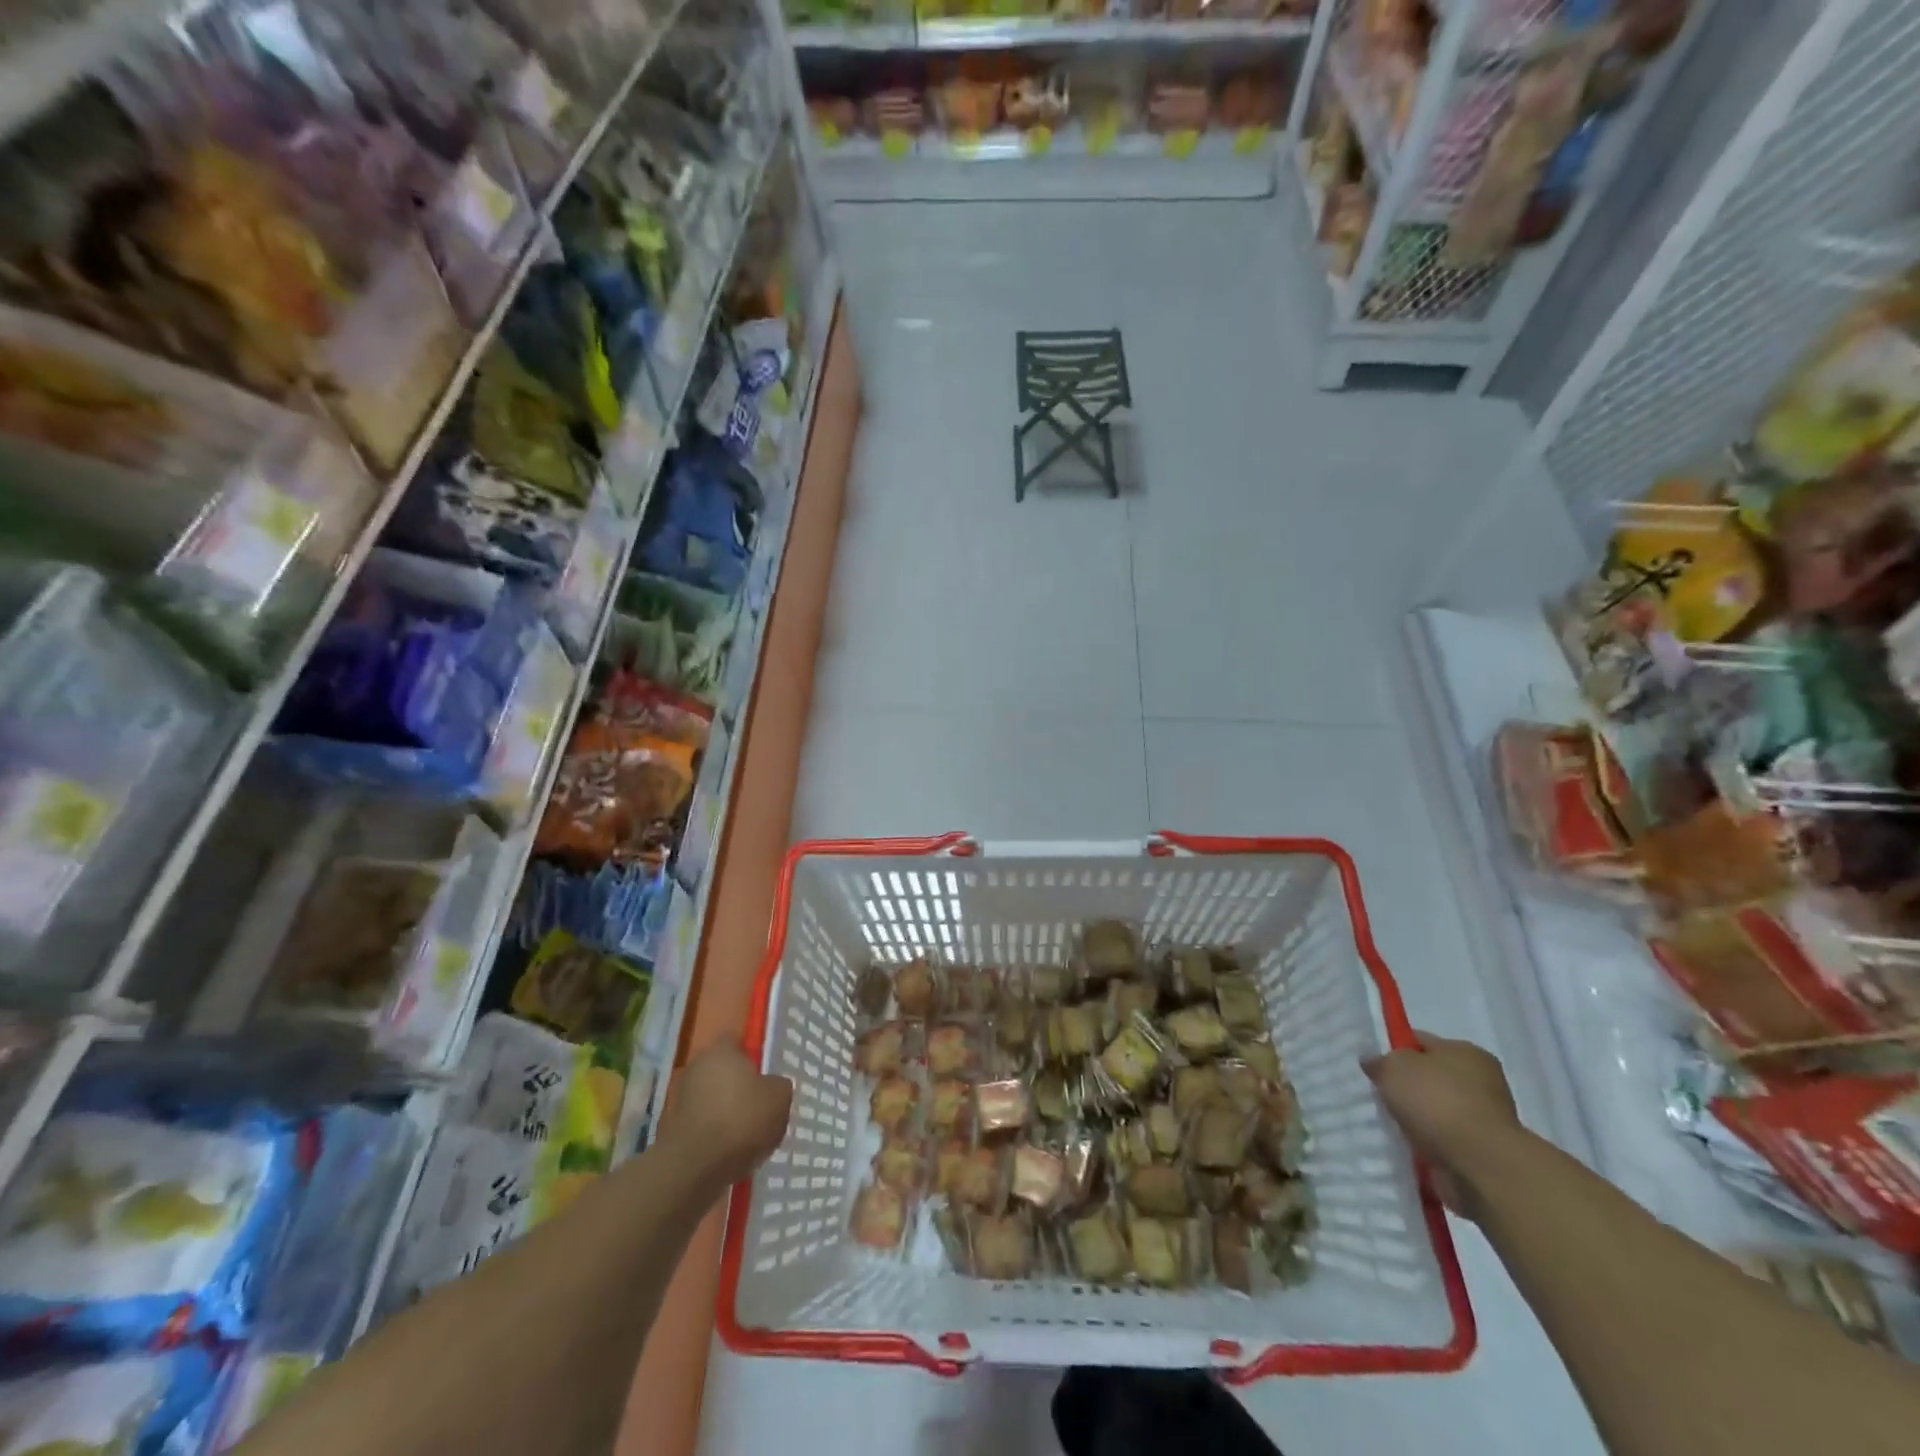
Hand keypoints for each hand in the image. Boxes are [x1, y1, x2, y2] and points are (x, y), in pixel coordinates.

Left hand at [660, 1041, 792, 1189]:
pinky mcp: (673, 1129)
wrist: (694, 1167)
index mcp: (722, 1050)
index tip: (765, 1071)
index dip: (752, 1053)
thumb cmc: (741, 1119)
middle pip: (723, 1070)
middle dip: (739, 1084)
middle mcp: (697, 1067)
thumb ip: (779, 1085)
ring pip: (712, 1098)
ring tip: (748, 1132)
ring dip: (726, 1110)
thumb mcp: (779, 1098)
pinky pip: (703, 1123)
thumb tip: (772, 1086)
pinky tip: (731, 1150)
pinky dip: (715, 1133)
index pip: (737, 1040)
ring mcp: (681, 1098)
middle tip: (760, 1103)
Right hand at [1363, 1031, 1520, 1218]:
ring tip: (1390, 1125)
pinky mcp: (1483, 1151)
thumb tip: (1373, 1062)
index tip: (1374, 1066)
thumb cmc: (1438, 1103)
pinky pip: (1444, 1139)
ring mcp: (1485, 1117)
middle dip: (1405, 1087)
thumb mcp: (1394, 1068)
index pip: (1420, 1041)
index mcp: (1465, 1051)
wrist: (1482, 1165)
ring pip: (1436, 1110)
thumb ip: (1380, 1061)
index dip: (1394, 1050)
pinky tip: (1408, 1146)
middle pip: (1430, 1077)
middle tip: (1378, 1096)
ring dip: (1417, 1118)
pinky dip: (1428, 1143)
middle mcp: (1481, 1080)